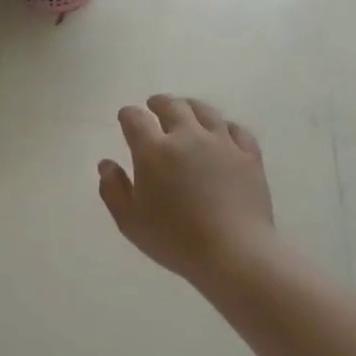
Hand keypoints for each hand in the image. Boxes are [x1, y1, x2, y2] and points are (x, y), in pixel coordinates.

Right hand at [98, 95, 275, 285]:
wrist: (233, 252)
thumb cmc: (174, 239)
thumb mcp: (130, 221)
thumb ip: (113, 189)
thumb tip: (106, 164)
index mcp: (154, 151)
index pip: (136, 119)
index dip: (128, 115)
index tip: (126, 117)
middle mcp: (187, 137)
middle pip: (172, 106)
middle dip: (159, 103)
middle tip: (154, 105)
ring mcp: (222, 143)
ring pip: (205, 111)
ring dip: (190, 107)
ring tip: (186, 110)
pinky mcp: (248, 155)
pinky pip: (236, 129)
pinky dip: (224, 126)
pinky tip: (222, 132)